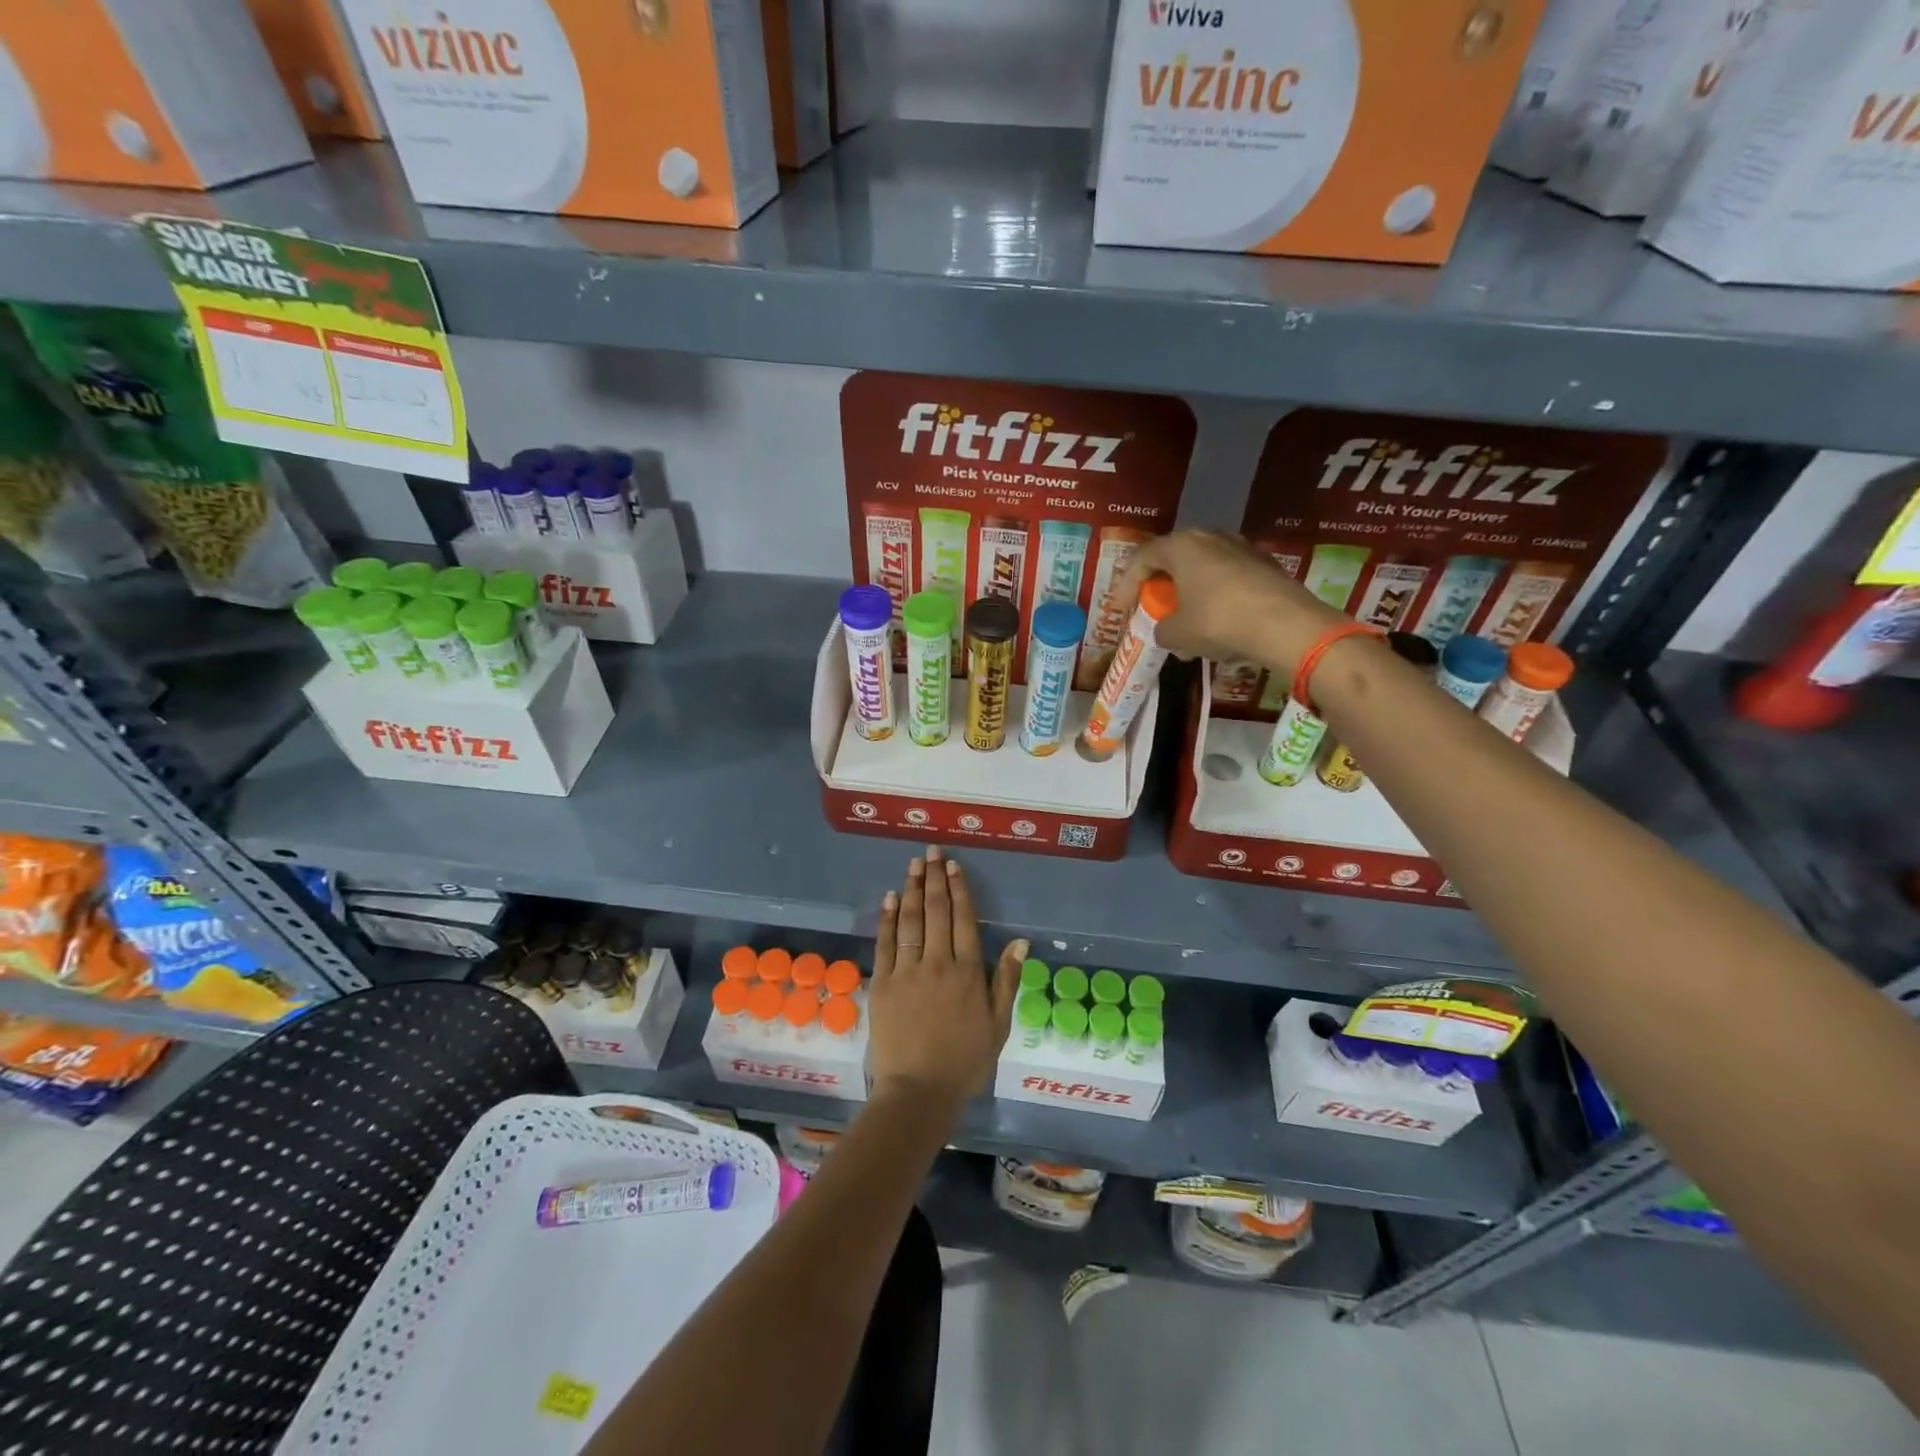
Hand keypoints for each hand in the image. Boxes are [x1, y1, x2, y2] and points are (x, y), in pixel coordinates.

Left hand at [869, 846, 1023, 1116]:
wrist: (918, 1091)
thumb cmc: (964, 1061)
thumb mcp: (998, 1025)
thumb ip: (1006, 981)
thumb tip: (1020, 942)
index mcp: (967, 971)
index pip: (963, 919)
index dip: (959, 889)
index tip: (954, 866)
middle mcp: (937, 962)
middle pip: (937, 911)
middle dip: (935, 879)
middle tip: (932, 852)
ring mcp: (906, 971)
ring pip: (910, 920)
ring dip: (912, 889)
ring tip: (914, 865)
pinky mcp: (883, 983)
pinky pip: (886, 943)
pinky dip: (888, 918)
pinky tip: (890, 899)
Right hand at [1121, 530, 1349, 675]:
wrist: (1285, 624)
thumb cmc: (1218, 621)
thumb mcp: (1178, 634)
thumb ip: (1162, 629)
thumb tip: (1165, 631)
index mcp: (1181, 546)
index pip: (1142, 558)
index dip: (1126, 584)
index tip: (1121, 609)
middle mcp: (1210, 537)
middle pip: (1174, 559)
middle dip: (1161, 585)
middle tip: (1153, 608)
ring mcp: (1241, 548)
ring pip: (1203, 569)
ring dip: (1189, 593)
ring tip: (1185, 622)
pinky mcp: (1264, 565)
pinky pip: (1227, 579)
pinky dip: (1214, 598)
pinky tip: (1216, 625)